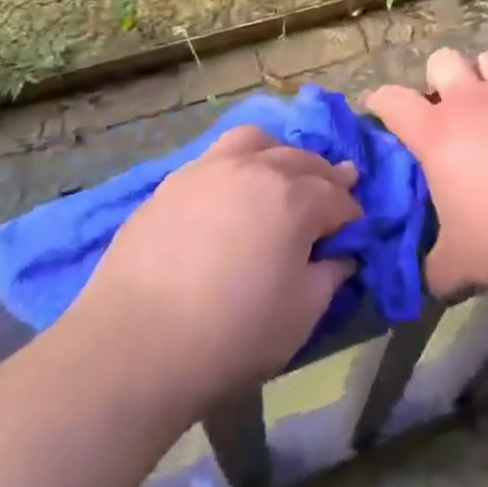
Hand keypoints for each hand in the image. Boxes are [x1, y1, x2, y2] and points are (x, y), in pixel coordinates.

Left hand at [57, 126, 360, 416]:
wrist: (134, 344)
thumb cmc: (230, 335)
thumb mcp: (299, 317)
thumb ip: (329, 278)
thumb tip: (340, 256)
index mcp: (296, 198)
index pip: (338, 198)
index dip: (351, 217)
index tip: (353, 233)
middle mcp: (258, 168)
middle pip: (303, 161)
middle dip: (325, 178)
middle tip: (331, 196)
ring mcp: (212, 168)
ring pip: (259, 142)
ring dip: (279, 156)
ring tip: (279, 176)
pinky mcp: (175, 181)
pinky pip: (218, 156)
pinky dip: (238, 164)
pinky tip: (231, 191)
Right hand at [368, 48, 487, 298]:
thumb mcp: (459, 263)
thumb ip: (437, 265)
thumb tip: (432, 279)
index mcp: (436, 132)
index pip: (393, 100)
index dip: (380, 100)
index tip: (377, 107)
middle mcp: (472, 101)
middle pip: (443, 60)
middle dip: (439, 78)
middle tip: (445, 109)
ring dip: (485, 78)